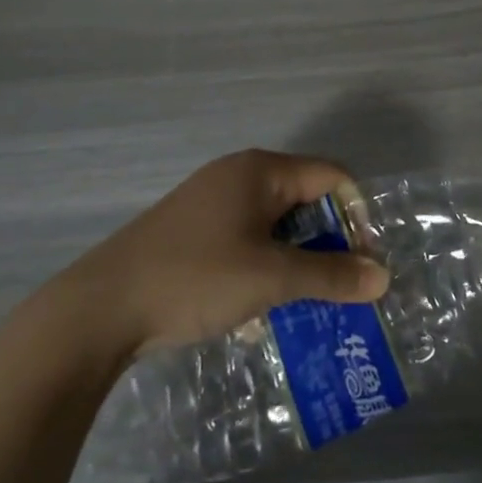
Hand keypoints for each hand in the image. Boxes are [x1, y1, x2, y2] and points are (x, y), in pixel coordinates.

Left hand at [42, 149, 390, 364]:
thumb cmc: (194, 278)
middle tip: (340, 286)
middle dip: (327, 243)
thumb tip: (383, 277)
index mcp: (261, 170)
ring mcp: (211, 203)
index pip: (331, 176)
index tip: (363, 261)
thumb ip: (331, 276)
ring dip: (296, 261)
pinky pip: (247, 241)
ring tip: (307, 303)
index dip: (356, 214)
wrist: (98, 310)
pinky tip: (259, 311)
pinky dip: (264, 267)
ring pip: (275, 225)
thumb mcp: (271, 279)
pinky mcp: (192, 232)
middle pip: (304, 198)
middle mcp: (238, 176)